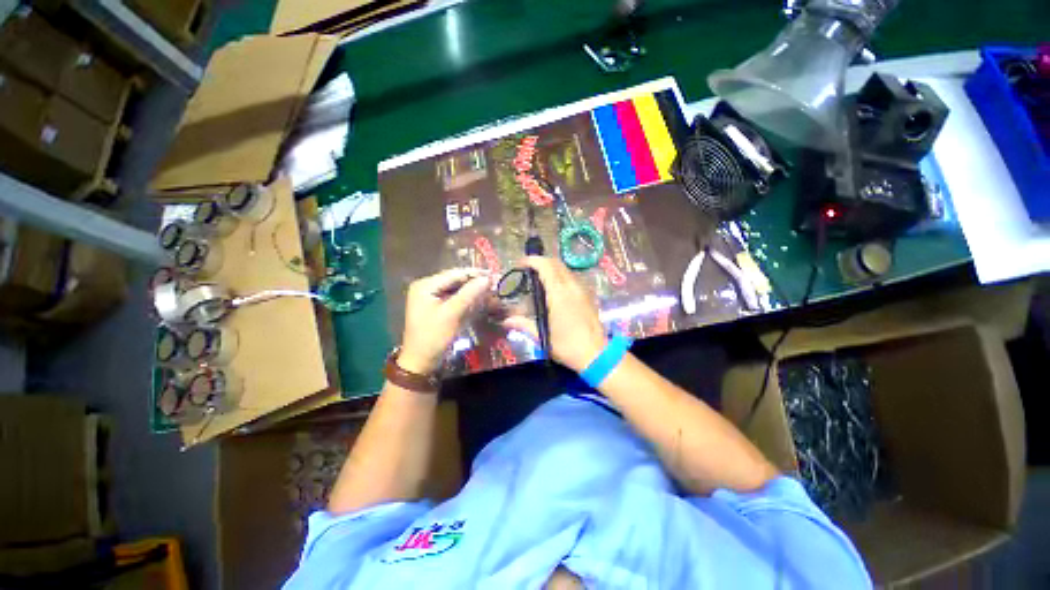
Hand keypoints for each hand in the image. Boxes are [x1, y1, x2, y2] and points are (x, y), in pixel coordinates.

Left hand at [400, 269, 489, 374]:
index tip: (494, 275)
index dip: (475, 274)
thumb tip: (487, 278)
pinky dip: (466, 299)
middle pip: (455, 280)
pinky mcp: (435, 306)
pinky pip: (454, 297)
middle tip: (494, 284)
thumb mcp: (452, 314)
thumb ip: (469, 294)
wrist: (420, 361)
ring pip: (456, 289)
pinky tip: (478, 300)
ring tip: (490, 291)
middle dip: (474, 282)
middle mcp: (426, 286)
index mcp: (425, 285)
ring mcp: (430, 296)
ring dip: (472, 290)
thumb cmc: (433, 336)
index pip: (455, 274)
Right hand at [502, 256, 606, 372]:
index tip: (521, 264)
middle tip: (528, 270)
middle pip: (556, 263)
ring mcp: (582, 290)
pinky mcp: (588, 296)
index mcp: (559, 294)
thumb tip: (506, 321)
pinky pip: (572, 278)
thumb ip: (523, 325)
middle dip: (541, 262)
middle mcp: (571, 287)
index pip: (546, 266)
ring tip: (540, 278)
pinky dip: (561, 276)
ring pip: (565, 269)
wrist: (597, 355)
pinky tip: (555, 289)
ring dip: (552, 268)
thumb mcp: (543, 337)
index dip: (532, 261)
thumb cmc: (567, 347)